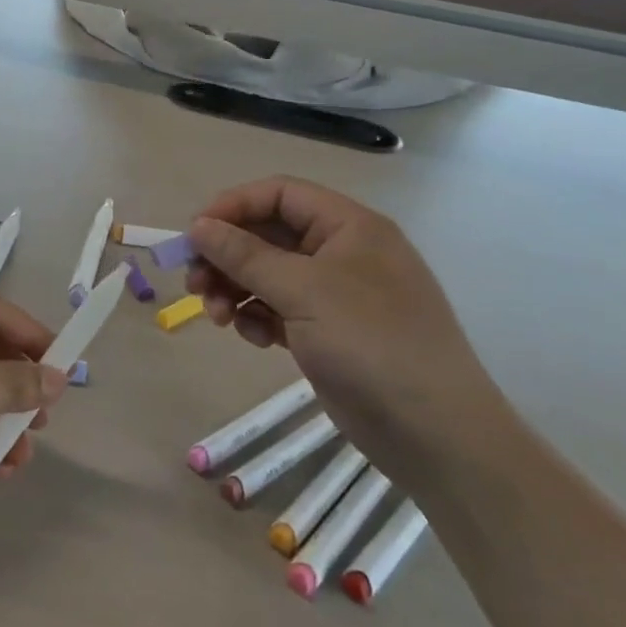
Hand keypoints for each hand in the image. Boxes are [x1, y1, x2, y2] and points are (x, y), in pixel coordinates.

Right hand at [185, 176, 514, 494]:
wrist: (432, 432)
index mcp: (349, 226)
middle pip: (268, 235)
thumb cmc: (371, 343)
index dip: (232, 207)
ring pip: (267, 275)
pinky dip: (257, 318)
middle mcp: (341, 252)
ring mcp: (335, 295)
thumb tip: (198, 226)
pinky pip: (278, 309)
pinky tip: (253, 339)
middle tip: (193, 284)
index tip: (194, 235)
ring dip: (235, 290)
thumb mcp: (303, 290)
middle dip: (227, 257)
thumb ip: (245, 255)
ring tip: (216, 318)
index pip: (279, 194)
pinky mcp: (326, 332)